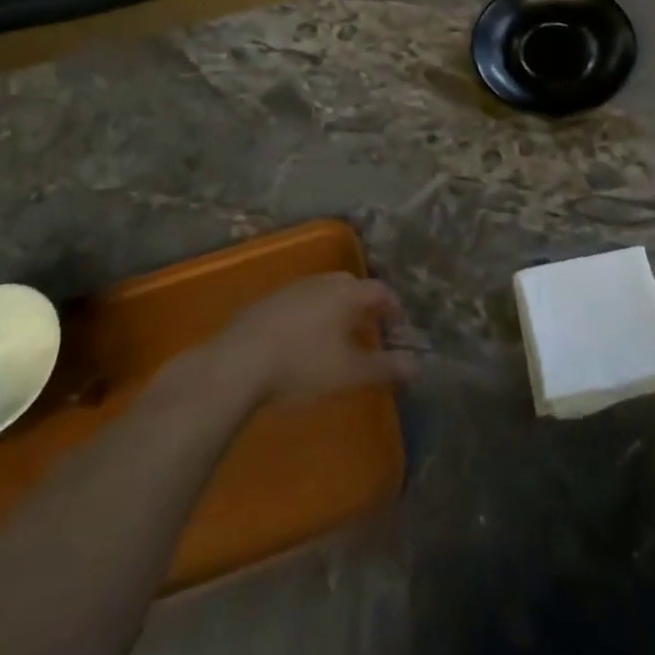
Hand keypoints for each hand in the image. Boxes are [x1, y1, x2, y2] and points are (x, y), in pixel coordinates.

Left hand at [198, 273, 417, 406]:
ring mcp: (291, 288)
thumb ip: (386, 367)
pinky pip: (299, 302)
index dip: (394, 309)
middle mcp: (322, 281)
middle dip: (365, 306)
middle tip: (370, 329)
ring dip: (336, 309)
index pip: (382, 291)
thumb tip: (418, 365)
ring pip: (324, 292)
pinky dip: (310, 315)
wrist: (236, 364)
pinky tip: (302, 339)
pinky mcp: (266, 301)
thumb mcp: (350, 373)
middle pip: (352, 286)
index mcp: (347, 292)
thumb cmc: (302, 365)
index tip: (399, 328)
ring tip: (337, 336)